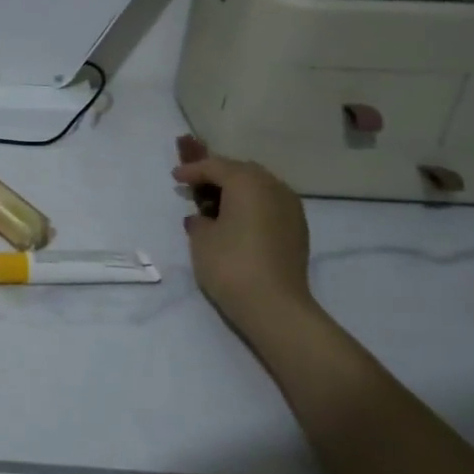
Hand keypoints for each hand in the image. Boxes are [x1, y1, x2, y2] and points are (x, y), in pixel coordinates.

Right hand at [174, 147, 315, 333]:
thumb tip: (204, 218)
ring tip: (215, 206)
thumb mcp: (201, 238)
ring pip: (259, 187)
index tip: (175, 178)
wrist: (274, 306)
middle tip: (195, 188)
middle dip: (217, 176)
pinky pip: (270, 205)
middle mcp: (274, 187)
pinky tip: (237, 222)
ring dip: (237, 191)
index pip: (215, 167)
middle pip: (241, 172)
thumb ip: (199, 219)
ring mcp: (291, 208)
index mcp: (248, 183)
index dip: (192, 170)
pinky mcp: (298, 229)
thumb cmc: (230, 264)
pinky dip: (252, 206)